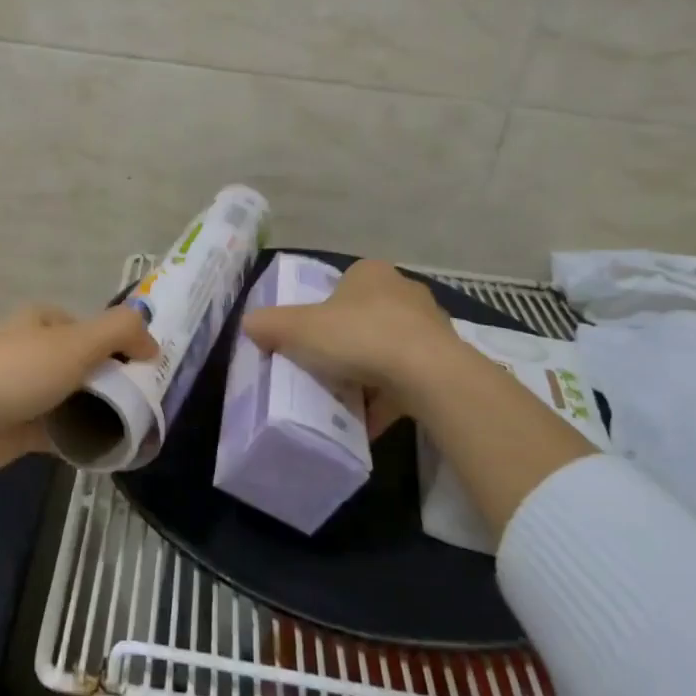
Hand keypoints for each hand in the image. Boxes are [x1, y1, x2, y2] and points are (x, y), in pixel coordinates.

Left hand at [0, 304, 158, 482]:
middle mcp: (33, 352)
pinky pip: (59, 432)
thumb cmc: (15, 371)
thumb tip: (152, 342)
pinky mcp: (17, 430)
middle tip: (147, 402)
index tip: (149, 368)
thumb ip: (120, 332)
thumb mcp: (76, 343)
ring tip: (136, 428)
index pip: (92, 328)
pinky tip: (107, 451)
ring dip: (98, 412)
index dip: (121, 344)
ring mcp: (23, 392)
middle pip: (84, 364)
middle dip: (112, 380)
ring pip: (73, 399)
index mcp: (42, 322)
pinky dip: (80, 439)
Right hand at [242, 260, 456, 437]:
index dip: (321, 312)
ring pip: (388, 349)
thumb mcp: (298, 328)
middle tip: (324, 368)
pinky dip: (388, 397)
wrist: (429, 375)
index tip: (309, 340)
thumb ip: (268, 324)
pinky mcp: (446, 361)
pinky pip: (407, 379)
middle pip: (364, 318)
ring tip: (345, 399)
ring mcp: (430, 326)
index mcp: (370, 273)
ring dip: (368, 373)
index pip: (340, 287)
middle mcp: (404, 291)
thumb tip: (249, 324)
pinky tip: (368, 421)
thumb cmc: (359, 337)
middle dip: (346, 343)